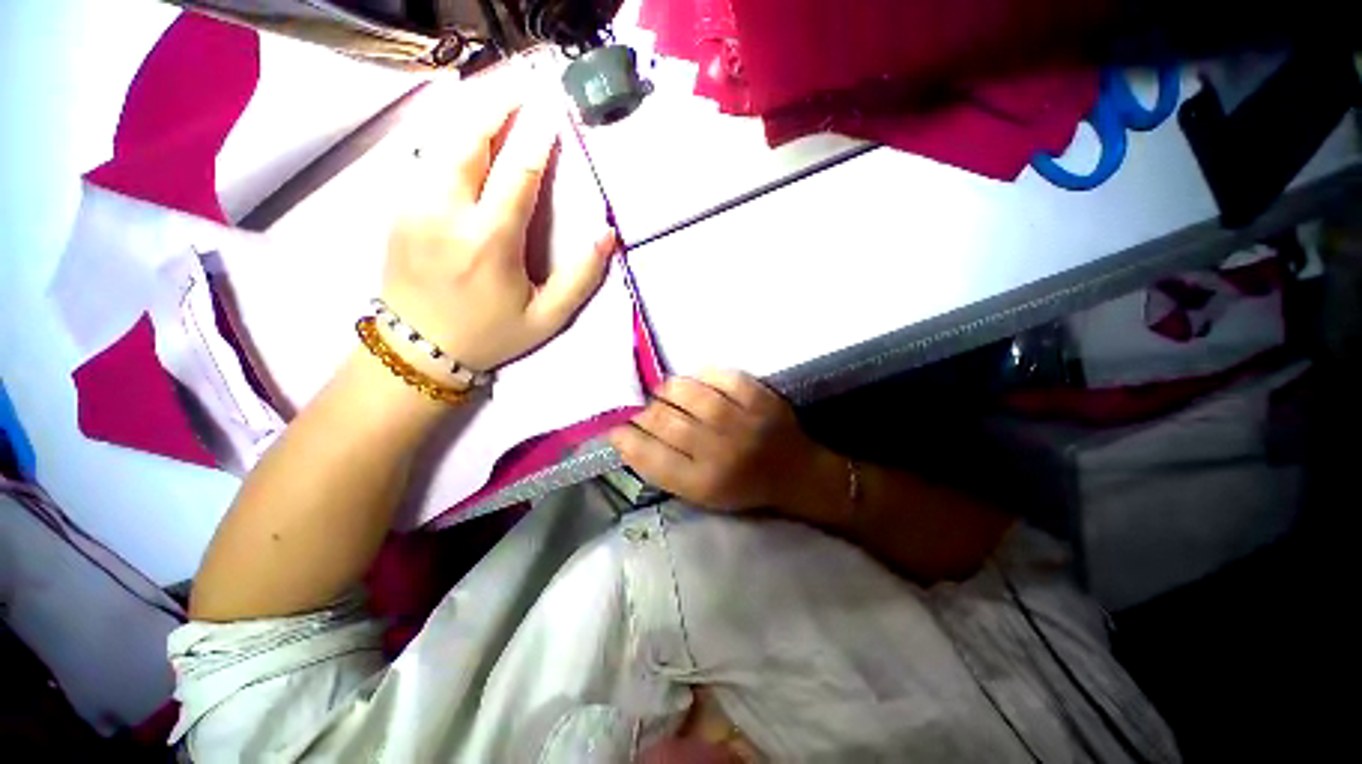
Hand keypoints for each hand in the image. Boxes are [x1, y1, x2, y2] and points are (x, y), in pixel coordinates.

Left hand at [382, 84, 615, 374]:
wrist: (418, 348)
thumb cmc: (490, 334)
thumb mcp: (548, 318)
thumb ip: (581, 277)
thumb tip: (606, 235)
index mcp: (489, 241)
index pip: (518, 171)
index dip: (539, 135)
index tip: (555, 106)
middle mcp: (446, 211)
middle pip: (471, 135)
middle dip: (501, 99)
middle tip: (527, 77)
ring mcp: (414, 203)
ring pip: (443, 135)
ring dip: (474, 105)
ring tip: (502, 87)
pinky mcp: (399, 204)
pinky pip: (427, 152)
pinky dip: (451, 127)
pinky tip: (469, 120)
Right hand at [609, 370, 834, 513]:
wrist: (796, 474)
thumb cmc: (743, 488)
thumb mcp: (701, 494)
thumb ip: (665, 468)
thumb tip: (627, 435)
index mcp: (702, 484)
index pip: (648, 456)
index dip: (624, 437)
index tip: (614, 424)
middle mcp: (719, 453)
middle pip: (663, 421)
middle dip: (641, 409)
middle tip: (637, 403)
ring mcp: (741, 422)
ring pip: (687, 393)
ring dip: (667, 389)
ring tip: (664, 392)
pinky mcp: (759, 398)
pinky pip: (720, 376)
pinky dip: (701, 375)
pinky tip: (696, 381)